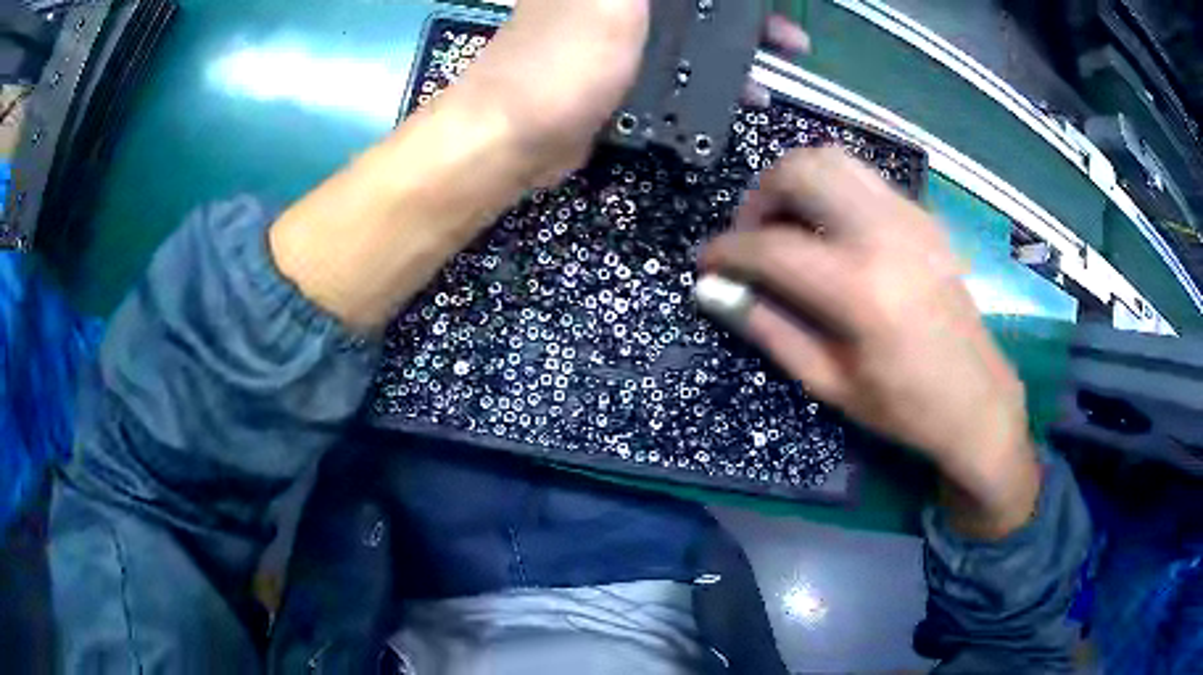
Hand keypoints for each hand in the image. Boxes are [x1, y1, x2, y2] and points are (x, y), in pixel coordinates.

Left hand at [450, 0, 810, 185]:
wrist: (514, 137)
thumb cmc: (564, 57)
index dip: (737, 0)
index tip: (772, 11)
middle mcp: (621, 2)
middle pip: (700, 5)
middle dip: (748, 21)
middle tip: (790, 43)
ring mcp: (621, 39)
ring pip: (694, 35)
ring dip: (738, 52)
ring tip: (776, 75)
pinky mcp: (622, 77)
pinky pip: (678, 70)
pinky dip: (711, 80)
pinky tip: (741, 98)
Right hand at [699, 148, 1039, 537]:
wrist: (977, 400)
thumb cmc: (904, 406)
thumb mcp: (829, 383)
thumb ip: (768, 328)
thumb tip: (713, 292)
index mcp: (860, 290)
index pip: (771, 245)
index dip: (726, 251)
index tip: (707, 263)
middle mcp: (885, 235)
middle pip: (801, 170)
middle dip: (759, 196)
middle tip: (751, 237)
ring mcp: (909, 217)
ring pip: (832, 158)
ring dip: (795, 181)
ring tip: (786, 225)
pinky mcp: (921, 217)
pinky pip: (861, 177)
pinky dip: (829, 188)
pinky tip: (828, 230)